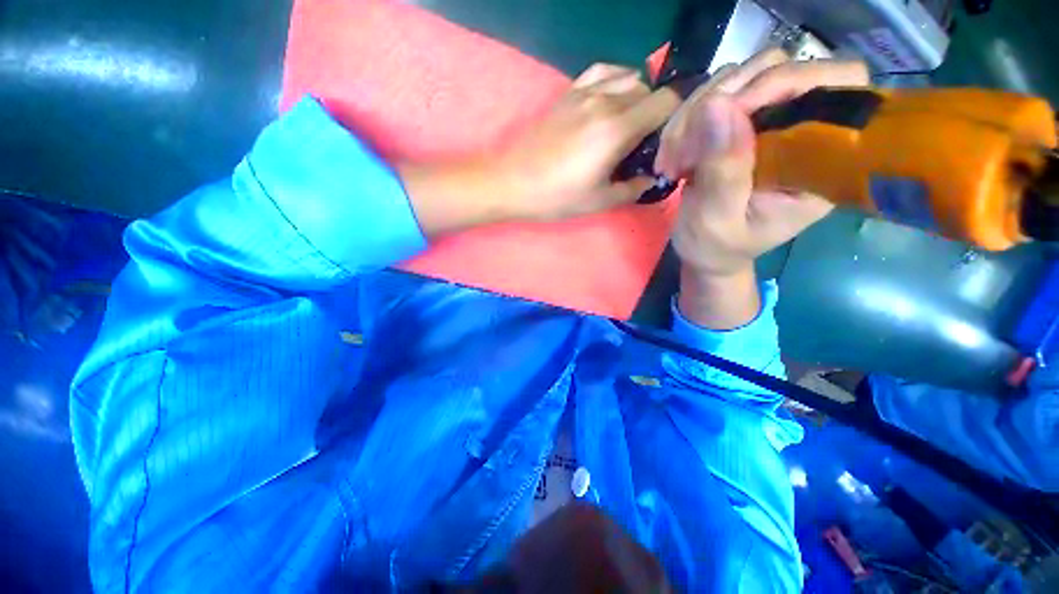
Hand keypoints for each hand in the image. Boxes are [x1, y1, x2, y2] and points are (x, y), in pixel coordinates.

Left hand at [399, 64, 678, 237]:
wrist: (512, 182)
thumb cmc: (556, 197)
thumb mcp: (599, 201)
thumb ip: (633, 188)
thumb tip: (652, 178)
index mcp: (617, 129)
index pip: (667, 102)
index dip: (675, 118)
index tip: (666, 141)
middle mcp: (605, 101)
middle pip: (649, 89)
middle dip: (655, 112)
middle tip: (643, 142)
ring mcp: (584, 93)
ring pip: (628, 76)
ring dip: (636, 96)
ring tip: (626, 123)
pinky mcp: (567, 93)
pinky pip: (601, 72)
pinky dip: (614, 80)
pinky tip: (609, 101)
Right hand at [659, 49, 868, 328]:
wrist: (706, 251)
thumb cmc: (717, 247)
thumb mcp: (716, 221)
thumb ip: (723, 171)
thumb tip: (717, 104)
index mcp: (822, 161)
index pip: (838, 85)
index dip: (786, 82)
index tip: (729, 112)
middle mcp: (805, 129)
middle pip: (783, 67)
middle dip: (724, 100)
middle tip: (683, 147)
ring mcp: (772, 119)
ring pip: (743, 75)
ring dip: (697, 111)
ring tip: (673, 157)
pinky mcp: (743, 120)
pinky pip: (716, 93)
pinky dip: (687, 116)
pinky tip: (675, 150)